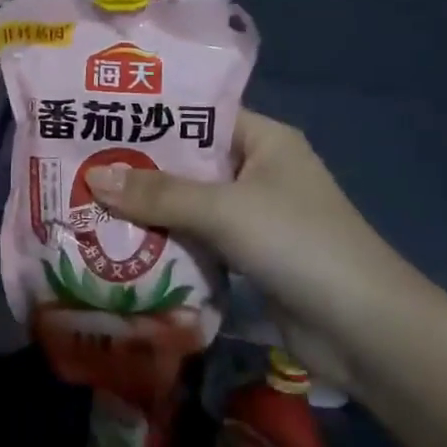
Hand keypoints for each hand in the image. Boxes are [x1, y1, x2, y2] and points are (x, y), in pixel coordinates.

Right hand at [85, 110, 417, 388]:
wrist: (367, 331)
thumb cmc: (299, 244)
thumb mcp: (225, 210)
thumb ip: (159, 194)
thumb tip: (93, 177)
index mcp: (264, 140)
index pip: (199, 114)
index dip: (152, 116)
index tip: (100, 119)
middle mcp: (259, 171)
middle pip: (189, 162)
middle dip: (140, 168)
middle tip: (80, 164)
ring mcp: (255, 217)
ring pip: (190, 204)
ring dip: (148, 210)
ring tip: (87, 201)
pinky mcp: (250, 258)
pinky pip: (198, 240)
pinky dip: (167, 242)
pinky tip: (121, 244)